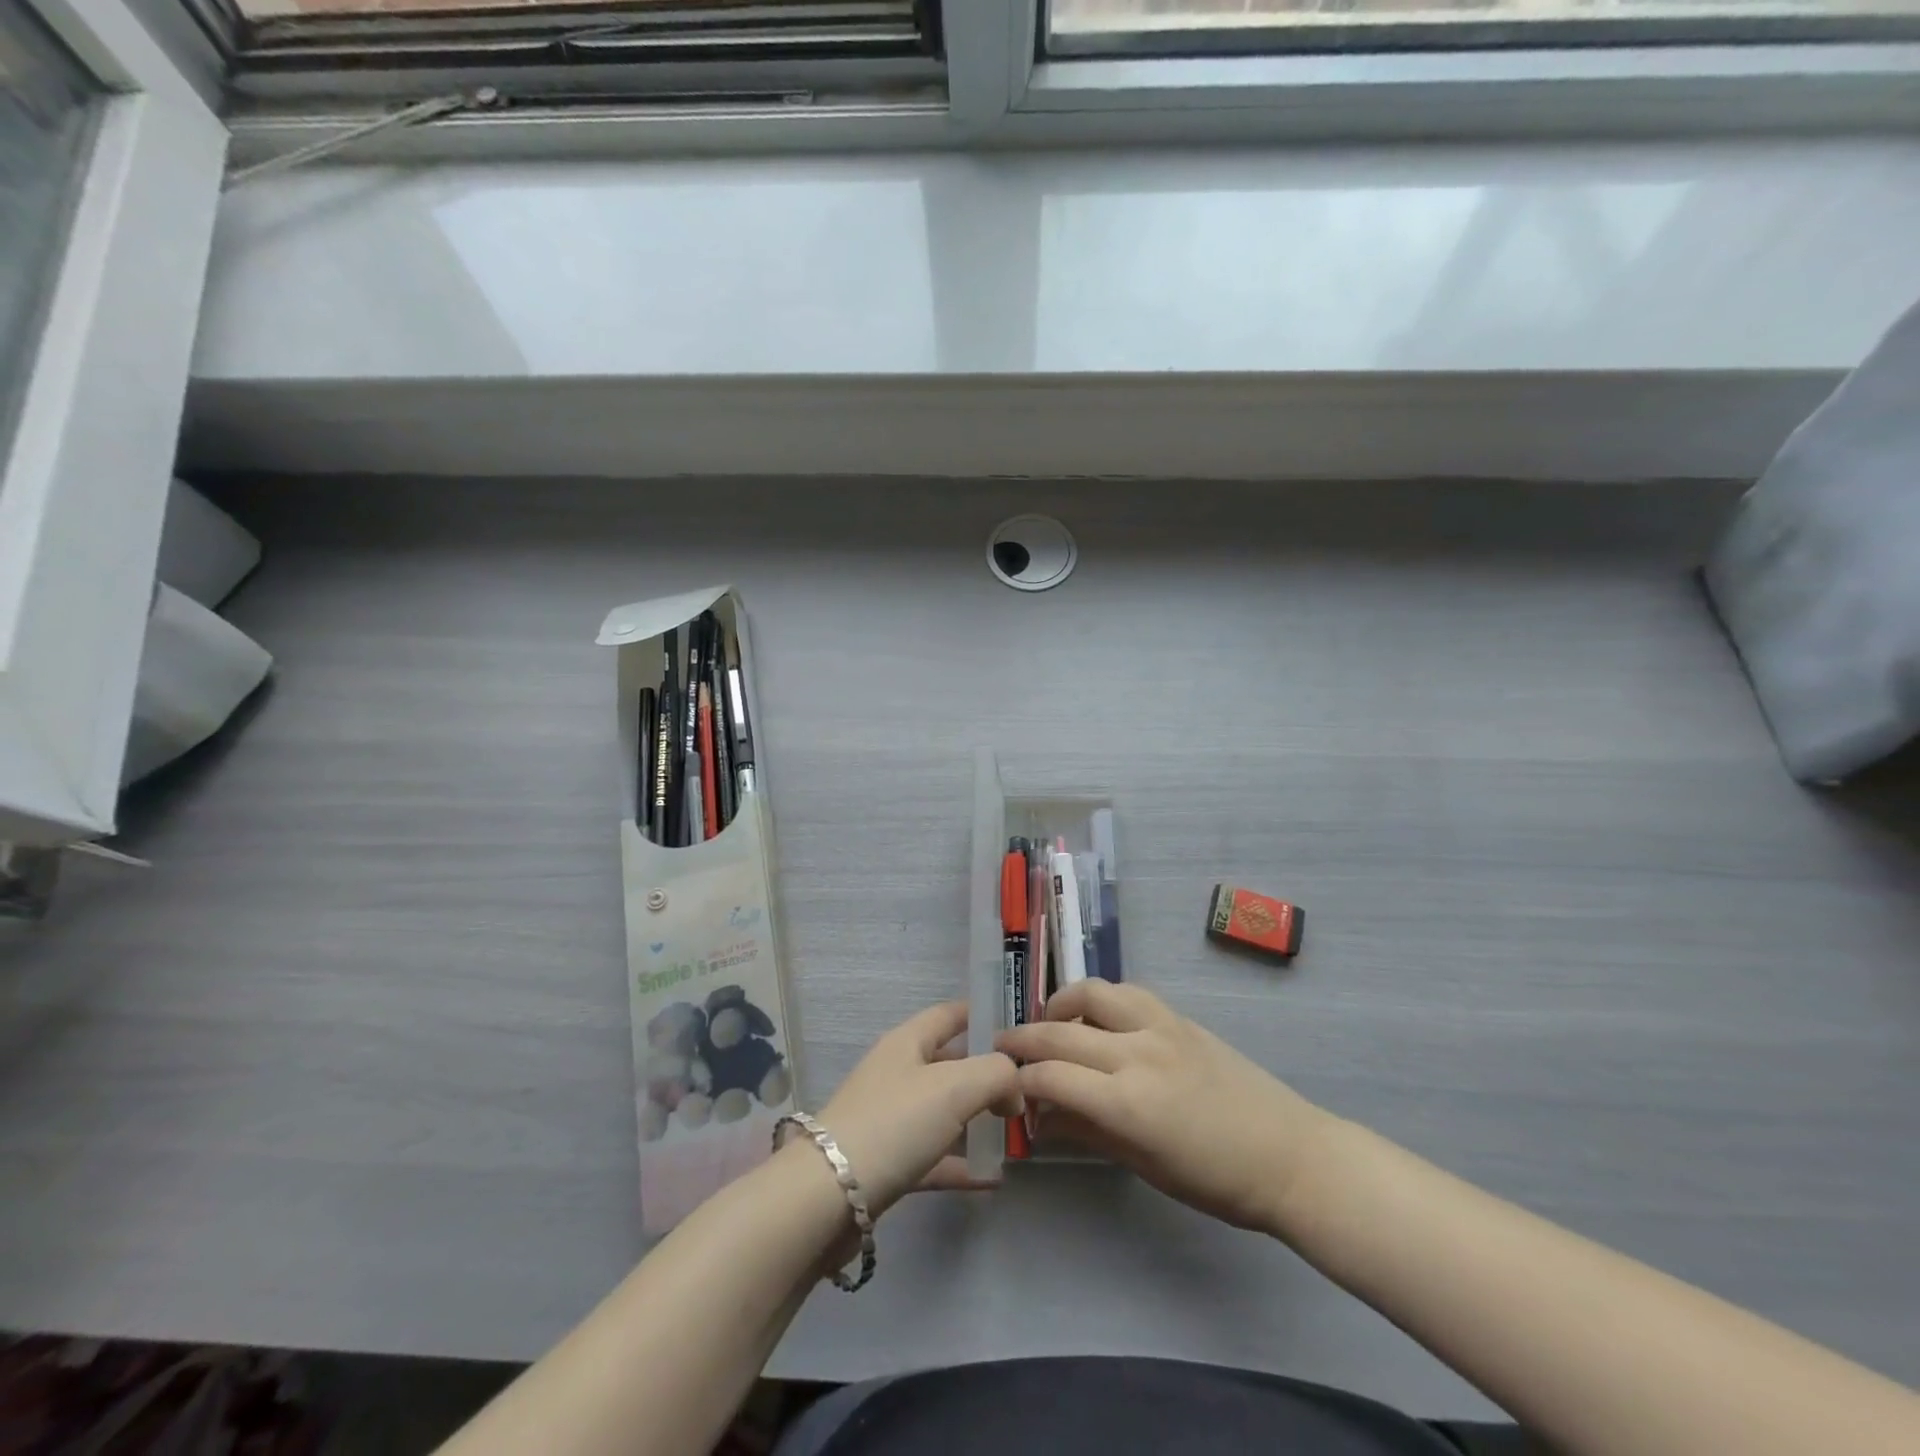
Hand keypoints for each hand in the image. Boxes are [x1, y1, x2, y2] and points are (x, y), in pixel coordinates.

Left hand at [815, 1001, 1021, 1218]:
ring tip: (1016, 1130)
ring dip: (976, 1118)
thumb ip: (996, 1074)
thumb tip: (1015, 1088)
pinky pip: (933, 1156)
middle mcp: (897, 1073)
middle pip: (949, 1063)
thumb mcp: (955, 1086)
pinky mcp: (887, 1165)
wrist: (827, 1198)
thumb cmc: (894, 1123)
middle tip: (1029, 1087)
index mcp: (907, 1042)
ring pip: (942, 1110)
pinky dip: (960, 1163)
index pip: (950, 1014)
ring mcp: (890, 1119)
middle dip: (987, 1072)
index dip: (983, 1013)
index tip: (1020, 1028)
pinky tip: (992, 1178)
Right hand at [996, 981, 1334, 1234]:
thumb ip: (1088, 1131)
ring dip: (1060, 1005)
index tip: (1004, 1085)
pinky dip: (1100, 1000)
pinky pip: (1127, 994)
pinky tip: (1097, 1018)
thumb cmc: (1216, 1180)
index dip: (1019, 1080)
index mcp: (1127, 1103)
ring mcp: (1160, 1027)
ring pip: (1093, 994)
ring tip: (1048, 1022)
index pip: (1050, 1077)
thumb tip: (1042, 1118)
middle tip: (1001, 1047)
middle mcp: (1137, 1053)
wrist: (1289, 1155)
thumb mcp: (1144, 1165)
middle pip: (1060, 1032)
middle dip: (1023, 1039)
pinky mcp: (1178, 1017)